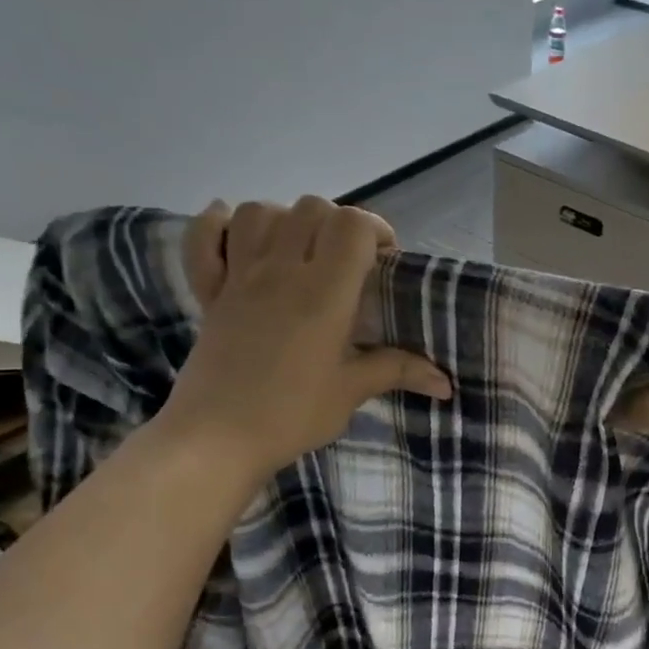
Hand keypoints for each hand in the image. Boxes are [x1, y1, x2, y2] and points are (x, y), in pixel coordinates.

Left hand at [159, 197, 450, 481]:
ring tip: (300, 249)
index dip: (375, 230)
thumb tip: (446, 384)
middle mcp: (281, 270)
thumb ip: (398, 371)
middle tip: (349, 261)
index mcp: (324, 292)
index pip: (352, 225)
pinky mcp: (208, 292)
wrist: (215, 439)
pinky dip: (215, 225)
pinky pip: (202, 237)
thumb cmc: (291, 414)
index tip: (384, 260)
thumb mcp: (352, 392)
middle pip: (311, 209)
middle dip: (338, 223)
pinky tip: (234, 233)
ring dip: (286, 219)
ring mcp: (239, 276)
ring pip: (260, 212)